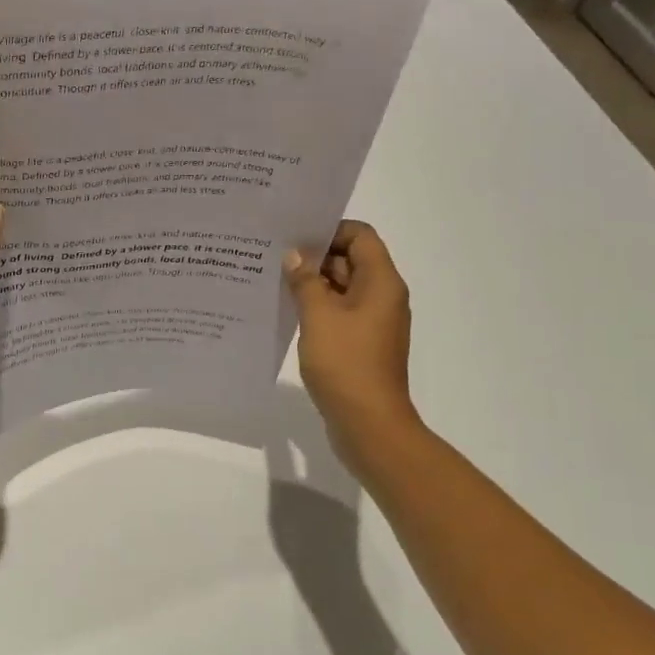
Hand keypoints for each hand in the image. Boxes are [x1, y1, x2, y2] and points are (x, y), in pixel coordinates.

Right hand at [284, 220, 422, 464]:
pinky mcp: (360, 343)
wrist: (368, 423)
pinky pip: (337, 313)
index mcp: (381, 282)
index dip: (329, 231)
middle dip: (313, 256)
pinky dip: (316, 307)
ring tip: (272, 280)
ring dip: (311, 283)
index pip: (359, 236)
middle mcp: (381, 296)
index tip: (293, 237)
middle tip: (273, 255)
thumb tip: (294, 256)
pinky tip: (286, 310)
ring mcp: (371, 322)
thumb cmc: (346, 363)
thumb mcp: (318, 315)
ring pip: (341, 288)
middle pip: (349, 260)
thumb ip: (305, 280)